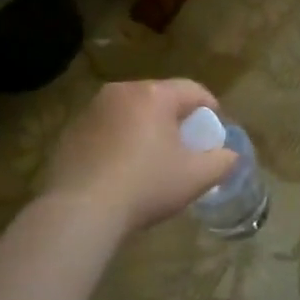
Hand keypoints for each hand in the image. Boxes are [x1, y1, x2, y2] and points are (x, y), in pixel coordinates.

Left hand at [42, 79, 237, 233]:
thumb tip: (229, 155)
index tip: (215, 131)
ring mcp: (91, 110)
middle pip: (159, 98)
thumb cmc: (147, 185)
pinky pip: (106, 129)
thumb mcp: (197, 177)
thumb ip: (222, 161)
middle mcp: (121, 92)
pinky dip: (119, 142)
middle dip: (176, 118)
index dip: (210, 108)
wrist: (81, 210)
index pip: (192, 90)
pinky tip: (122, 170)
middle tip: (186, 146)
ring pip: (130, 113)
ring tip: (153, 159)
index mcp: (154, 95)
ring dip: (145, 129)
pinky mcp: (70, 131)